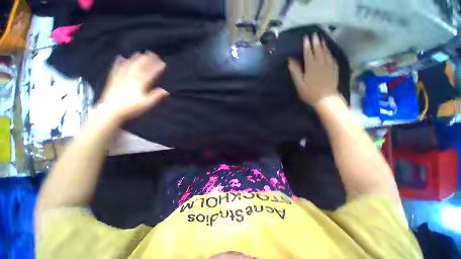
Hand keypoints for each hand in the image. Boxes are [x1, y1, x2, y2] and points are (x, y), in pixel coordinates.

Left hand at [97, 51, 168, 122]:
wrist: (110, 111)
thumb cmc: (131, 109)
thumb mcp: (146, 104)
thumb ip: (156, 97)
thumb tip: (166, 91)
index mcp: (139, 84)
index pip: (149, 73)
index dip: (156, 68)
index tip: (163, 63)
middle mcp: (130, 78)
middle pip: (139, 66)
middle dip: (147, 60)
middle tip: (152, 53)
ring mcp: (121, 78)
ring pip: (129, 65)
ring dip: (135, 58)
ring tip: (139, 53)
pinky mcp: (113, 80)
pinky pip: (116, 69)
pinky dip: (119, 62)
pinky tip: (120, 57)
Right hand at [288, 33, 338, 105]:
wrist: (326, 99)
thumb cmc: (310, 92)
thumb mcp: (299, 84)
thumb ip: (295, 71)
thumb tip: (290, 60)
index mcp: (311, 66)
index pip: (309, 52)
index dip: (307, 45)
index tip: (306, 37)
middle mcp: (321, 63)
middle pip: (318, 50)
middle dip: (316, 41)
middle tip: (315, 34)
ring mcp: (329, 65)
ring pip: (326, 52)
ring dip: (324, 44)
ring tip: (322, 38)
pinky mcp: (334, 69)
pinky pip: (332, 57)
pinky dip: (329, 52)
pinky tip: (329, 50)